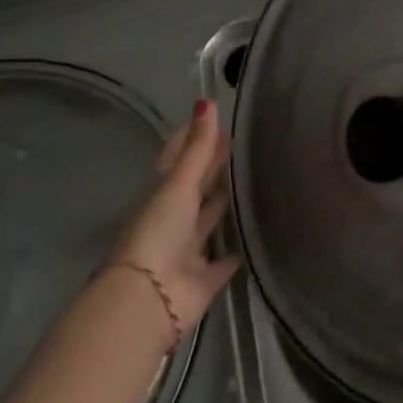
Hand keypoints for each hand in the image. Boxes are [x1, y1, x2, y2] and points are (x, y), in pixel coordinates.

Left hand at [106, 100, 240, 352]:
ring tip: (254, 181)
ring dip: (225, 206)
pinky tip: (256, 235)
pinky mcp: (205, 280)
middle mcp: (173, 221)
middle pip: (196, 189)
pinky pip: (224, 261)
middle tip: (242, 144)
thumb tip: (207, 100)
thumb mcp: (178, 185)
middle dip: (213, 169)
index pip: (178, 160)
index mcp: (161, 197)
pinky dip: (237, 250)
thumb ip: (197, 148)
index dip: (193, 138)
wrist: (147, 303)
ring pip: (209, 222)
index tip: (213, 116)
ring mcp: (188, 251)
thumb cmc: (158, 234)